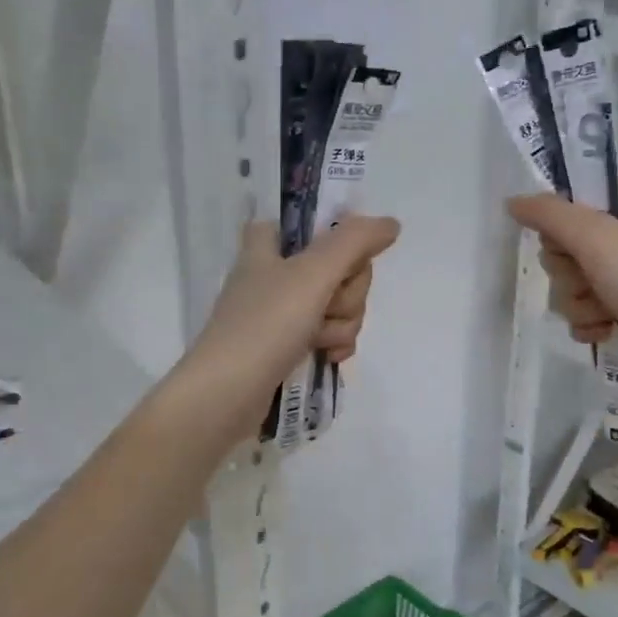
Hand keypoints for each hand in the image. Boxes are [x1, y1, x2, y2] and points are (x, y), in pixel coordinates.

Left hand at [174, 213, 401, 439]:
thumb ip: (354, 241)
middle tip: (327, 305)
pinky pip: (329, 334)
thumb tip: (391, 224)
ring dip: (341, 323)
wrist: (226, 395)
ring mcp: (280, 314)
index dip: (334, 236)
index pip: (307, 221)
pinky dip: (335, 343)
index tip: (344, 256)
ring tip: (319, 339)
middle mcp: (274, 274)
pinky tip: (329, 356)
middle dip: (346, 292)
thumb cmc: (265, 324)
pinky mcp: (287, 347)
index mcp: (268, 246)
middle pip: (337, 267)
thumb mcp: (313, 273)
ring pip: (338, 304)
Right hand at [507, 186, 617, 394]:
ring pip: (570, 284)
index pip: (569, 205)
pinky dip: (589, 323)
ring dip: (578, 303)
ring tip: (605, 313)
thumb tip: (512, 201)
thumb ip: (549, 215)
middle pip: (564, 249)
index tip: (566, 245)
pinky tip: (604, 331)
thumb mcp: (595, 238)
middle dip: (568, 274)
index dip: (558, 229)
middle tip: (590, 281)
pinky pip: (585, 311)